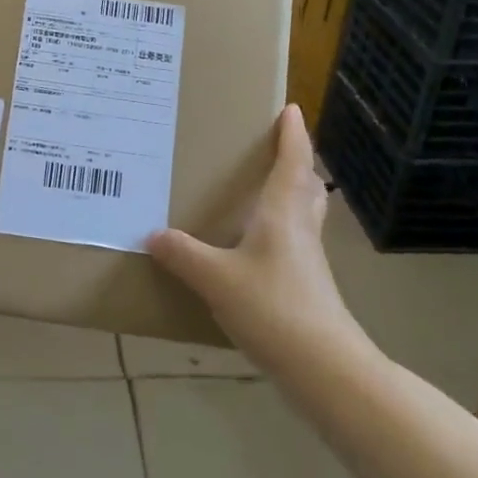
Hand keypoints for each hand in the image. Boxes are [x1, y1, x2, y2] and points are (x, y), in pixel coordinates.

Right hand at [146, 105, 372, 375]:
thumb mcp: (216, 279)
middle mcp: (300, 229)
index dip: (293, 135)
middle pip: (307, 186)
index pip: (293, 162)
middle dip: (297, 164)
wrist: (324, 367)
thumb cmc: (274, 307)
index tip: (292, 110)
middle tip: (277, 150)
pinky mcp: (307, 288)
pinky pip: (295, 244)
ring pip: (305, 215)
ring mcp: (308, 260)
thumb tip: (153, 235)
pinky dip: (281, 232)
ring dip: (293, 196)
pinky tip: (256, 249)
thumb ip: (183, 255)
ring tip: (265, 193)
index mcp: (283, 213)